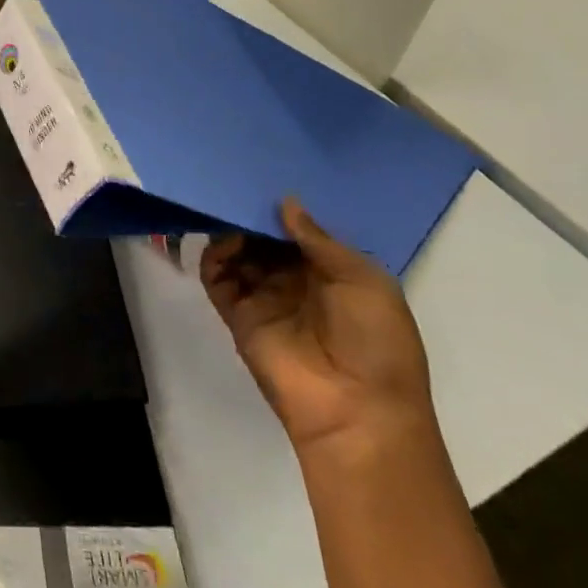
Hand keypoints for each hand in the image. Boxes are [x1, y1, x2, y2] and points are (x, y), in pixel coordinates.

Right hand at [201, 198, 433, 457]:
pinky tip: (219, 242)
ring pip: (238, 252)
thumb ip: (319, 240)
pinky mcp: (237, 315)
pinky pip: (217, 278)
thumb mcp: (363, 281)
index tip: (265, 177)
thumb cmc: (374, 342)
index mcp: (333, 273)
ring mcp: (264, 297)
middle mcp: (296, 281)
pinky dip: (212, 256)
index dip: (285, 209)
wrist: (356, 411)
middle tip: (235, 184)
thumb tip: (285, 203)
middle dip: (252, 214)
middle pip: (264, 238)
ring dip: (230, 231)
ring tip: (224, 210)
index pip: (299, 231)